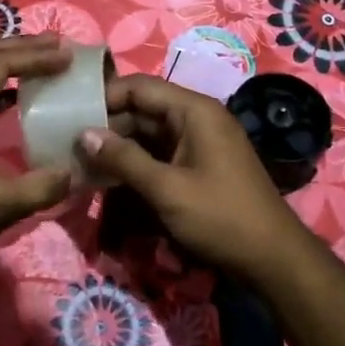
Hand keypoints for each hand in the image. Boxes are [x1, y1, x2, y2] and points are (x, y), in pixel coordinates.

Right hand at [76, 73, 312, 281]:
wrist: (273, 259)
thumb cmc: (220, 217)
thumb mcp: (167, 189)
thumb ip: (124, 159)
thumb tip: (84, 134)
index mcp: (194, 111)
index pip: (141, 86)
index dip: (106, 96)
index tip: (72, 116)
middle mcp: (197, 118)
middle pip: (143, 110)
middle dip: (109, 127)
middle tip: (71, 146)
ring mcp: (199, 143)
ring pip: (149, 135)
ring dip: (120, 149)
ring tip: (84, 165)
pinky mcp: (199, 166)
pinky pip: (161, 155)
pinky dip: (137, 164)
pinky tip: (111, 180)